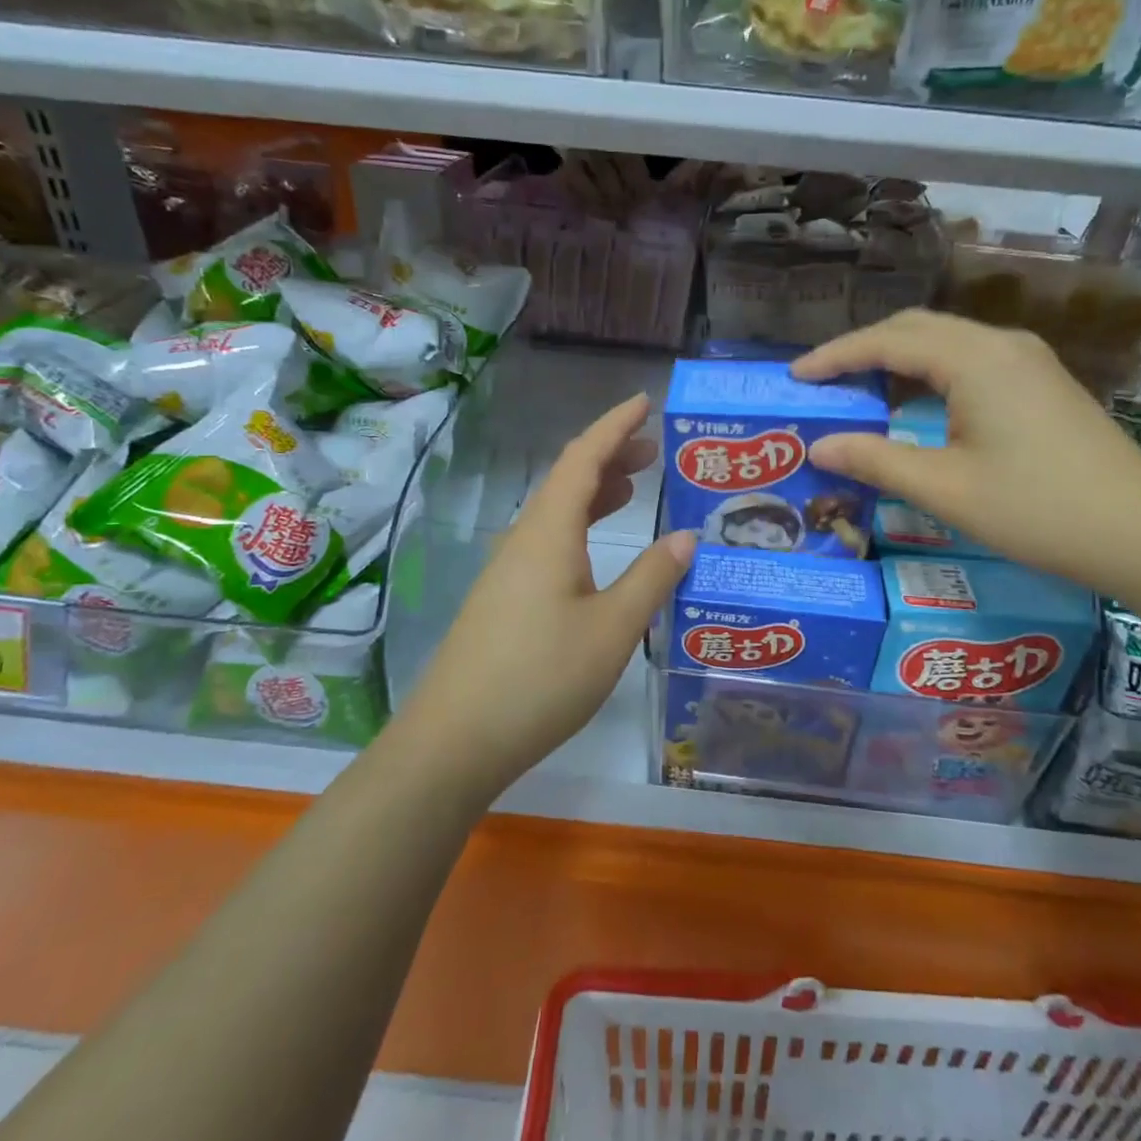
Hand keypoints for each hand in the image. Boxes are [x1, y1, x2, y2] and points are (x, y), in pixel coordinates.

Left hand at [410, 394, 694, 790]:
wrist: (454, 739)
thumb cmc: (540, 677)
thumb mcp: (612, 628)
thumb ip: (652, 577)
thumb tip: (686, 537)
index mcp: (548, 531)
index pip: (583, 458)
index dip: (615, 425)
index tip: (646, 401)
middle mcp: (524, 538)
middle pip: (568, 479)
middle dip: (611, 456)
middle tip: (655, 449)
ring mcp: (508, 570)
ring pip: (557, 512)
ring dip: (596, 492)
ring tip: (636, 488)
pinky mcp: (504, 598)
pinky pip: (548, 541)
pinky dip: (581, 527)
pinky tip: (599, 550)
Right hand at [792, 311, 1140, 594]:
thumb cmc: (1038, 511)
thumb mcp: (945, 489)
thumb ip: (876, 460)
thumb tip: (819, 445)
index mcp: (975, 360)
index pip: (888, 341)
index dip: (835, 356)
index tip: (795, 376)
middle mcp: (1001, 345)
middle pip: (916, 329)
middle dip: (862, 350)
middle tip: (821, 381)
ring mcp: (1027, 361)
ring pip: (945, 342)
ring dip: (896, 359)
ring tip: (857, 390)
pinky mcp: (1040, 383)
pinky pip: (969, 361)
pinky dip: (928, 373)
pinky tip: (914, 403)